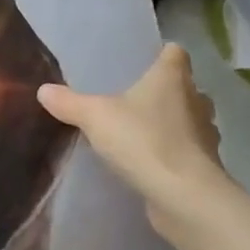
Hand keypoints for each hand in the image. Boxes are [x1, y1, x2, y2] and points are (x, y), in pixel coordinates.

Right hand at [38, 44, 238, 241]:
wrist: (184, 196)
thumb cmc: (143, 140)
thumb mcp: (94, 117)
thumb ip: (69, 102)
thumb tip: (44, 90)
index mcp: (172, 78)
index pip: (175, 53)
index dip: (162, 54)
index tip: (144, 61)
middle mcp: (196, 101)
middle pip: (185, 87)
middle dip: (165, 91)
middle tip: (135, 98)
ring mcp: (205, 135)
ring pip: (189, 119)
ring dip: (172, 123)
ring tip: (141, 130)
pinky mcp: (204, 166)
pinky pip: (187, 150)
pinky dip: (172, 152)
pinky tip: (149, 161)